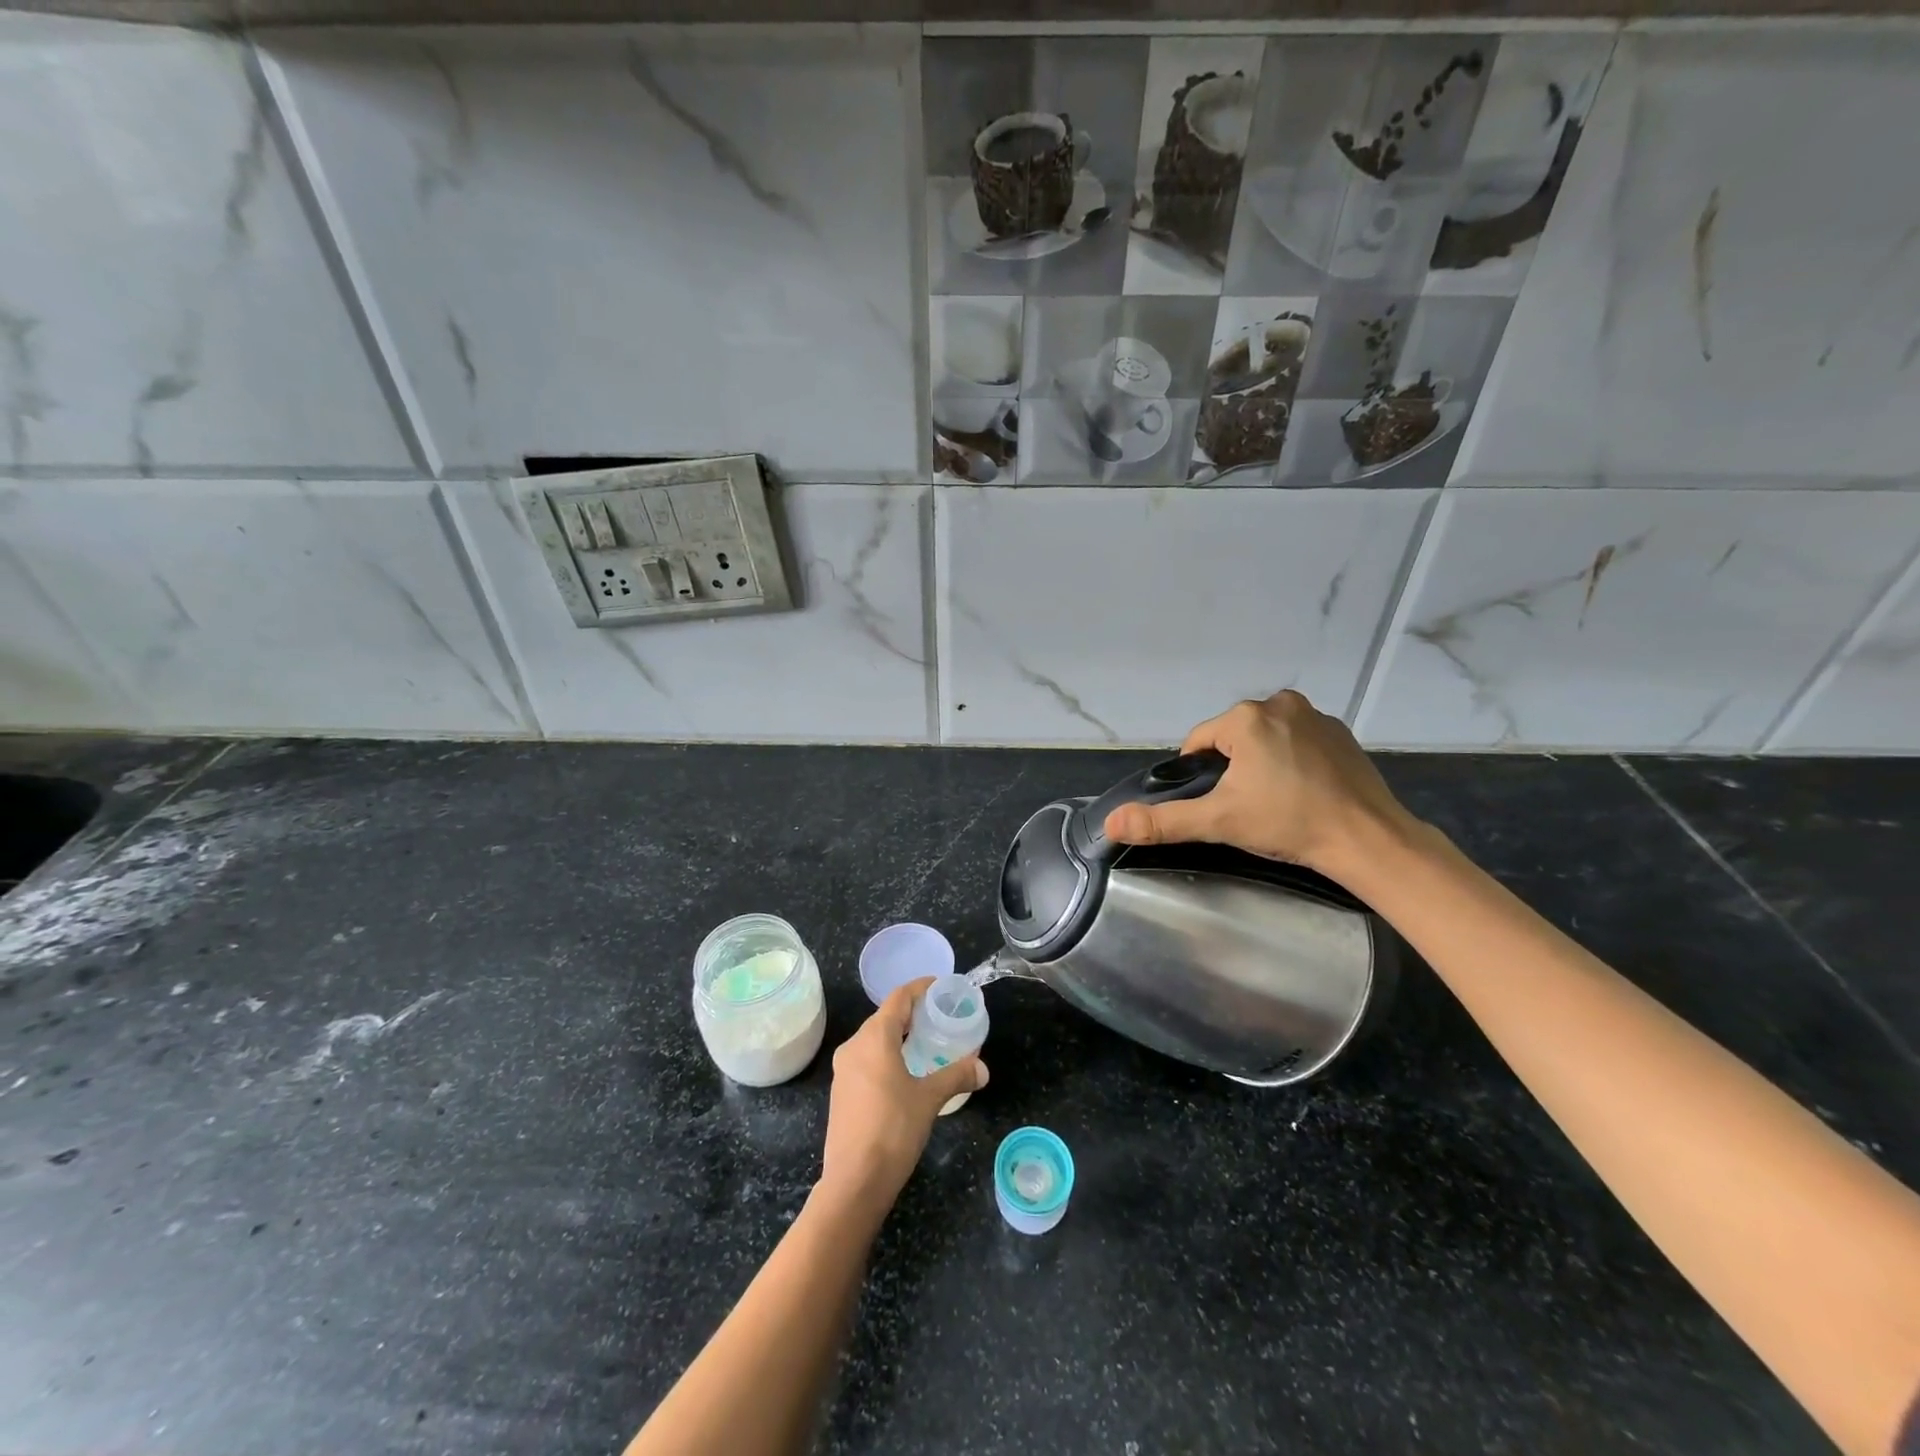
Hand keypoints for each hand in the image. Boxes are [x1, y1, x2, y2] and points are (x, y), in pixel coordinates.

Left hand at [818, 979, 987, 1212]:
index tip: (940, 987)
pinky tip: (906, 1072)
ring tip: (927, 1043)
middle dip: (912, 1013)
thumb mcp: (929, 1099)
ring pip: (874, 1040)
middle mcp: (854, 1046)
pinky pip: (867, 1060)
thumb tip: (983, 1068)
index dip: (919, 988)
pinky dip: (887, 1056)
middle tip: (940, 1017)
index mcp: (874, 1038)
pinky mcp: (841, 1092)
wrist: (854, 1182)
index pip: (898, 998)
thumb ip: (956, 1077)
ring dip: (899, 1037)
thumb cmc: (893, 1129)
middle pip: (885, 1017)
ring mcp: (844, 1071)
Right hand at [1102, 690, 1417, 882]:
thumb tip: (1110, 822)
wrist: (1367, 839)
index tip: (1217, 805)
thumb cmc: (1287, 823)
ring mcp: (1315, 716)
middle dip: (1231, 768)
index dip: (1200, 776)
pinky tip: (1303, 792)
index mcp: (1246, 717)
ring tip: (1276, 802)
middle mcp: (1280, 703)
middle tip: (1247, 807)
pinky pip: (1297, 741)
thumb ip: (1163, 821)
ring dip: (1261, 762)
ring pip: (1265, 738)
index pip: (1199, 742)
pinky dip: (1292, 760)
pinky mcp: (1341, 733)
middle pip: (1232, 737)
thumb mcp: (1218, 822)